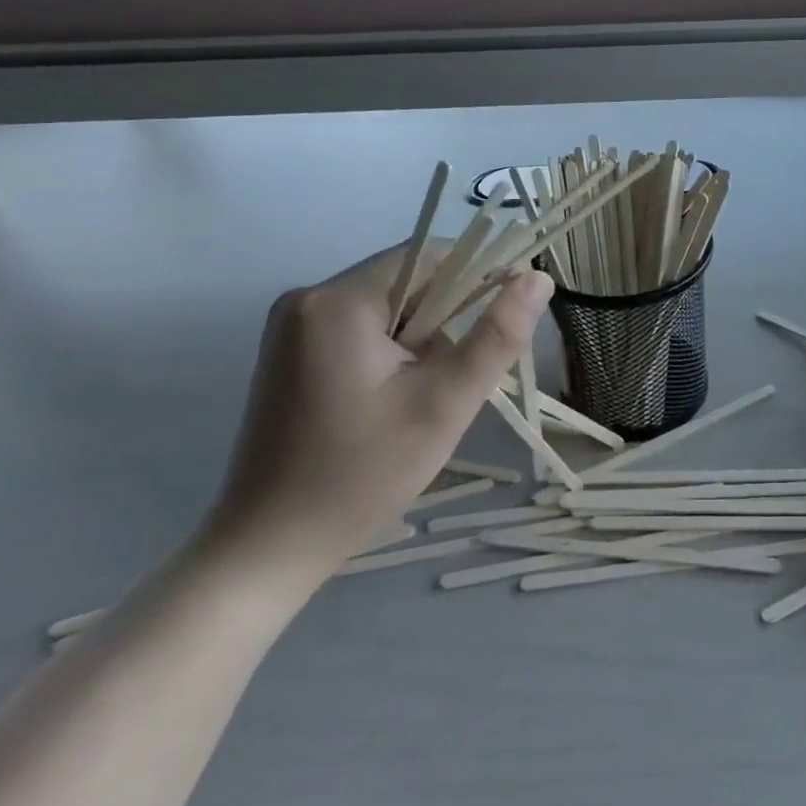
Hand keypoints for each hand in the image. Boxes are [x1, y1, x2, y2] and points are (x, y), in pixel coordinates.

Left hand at [198, 242, 552, 587]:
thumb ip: (497, 336)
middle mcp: (308, 298)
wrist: (267, 548)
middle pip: (408, 283)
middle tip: (453, 383)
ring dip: (421, 341)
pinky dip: (392, 353)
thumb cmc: (362, 474)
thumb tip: (538, 277)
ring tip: (420, 402)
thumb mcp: (444, 403)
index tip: (505, 324)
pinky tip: (391, 402)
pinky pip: (362, 329)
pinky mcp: (289, 352)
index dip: (479, 279)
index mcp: (339, 301)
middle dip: (445, 323)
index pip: (431, 257)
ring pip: (389, 308)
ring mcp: (292, 326)